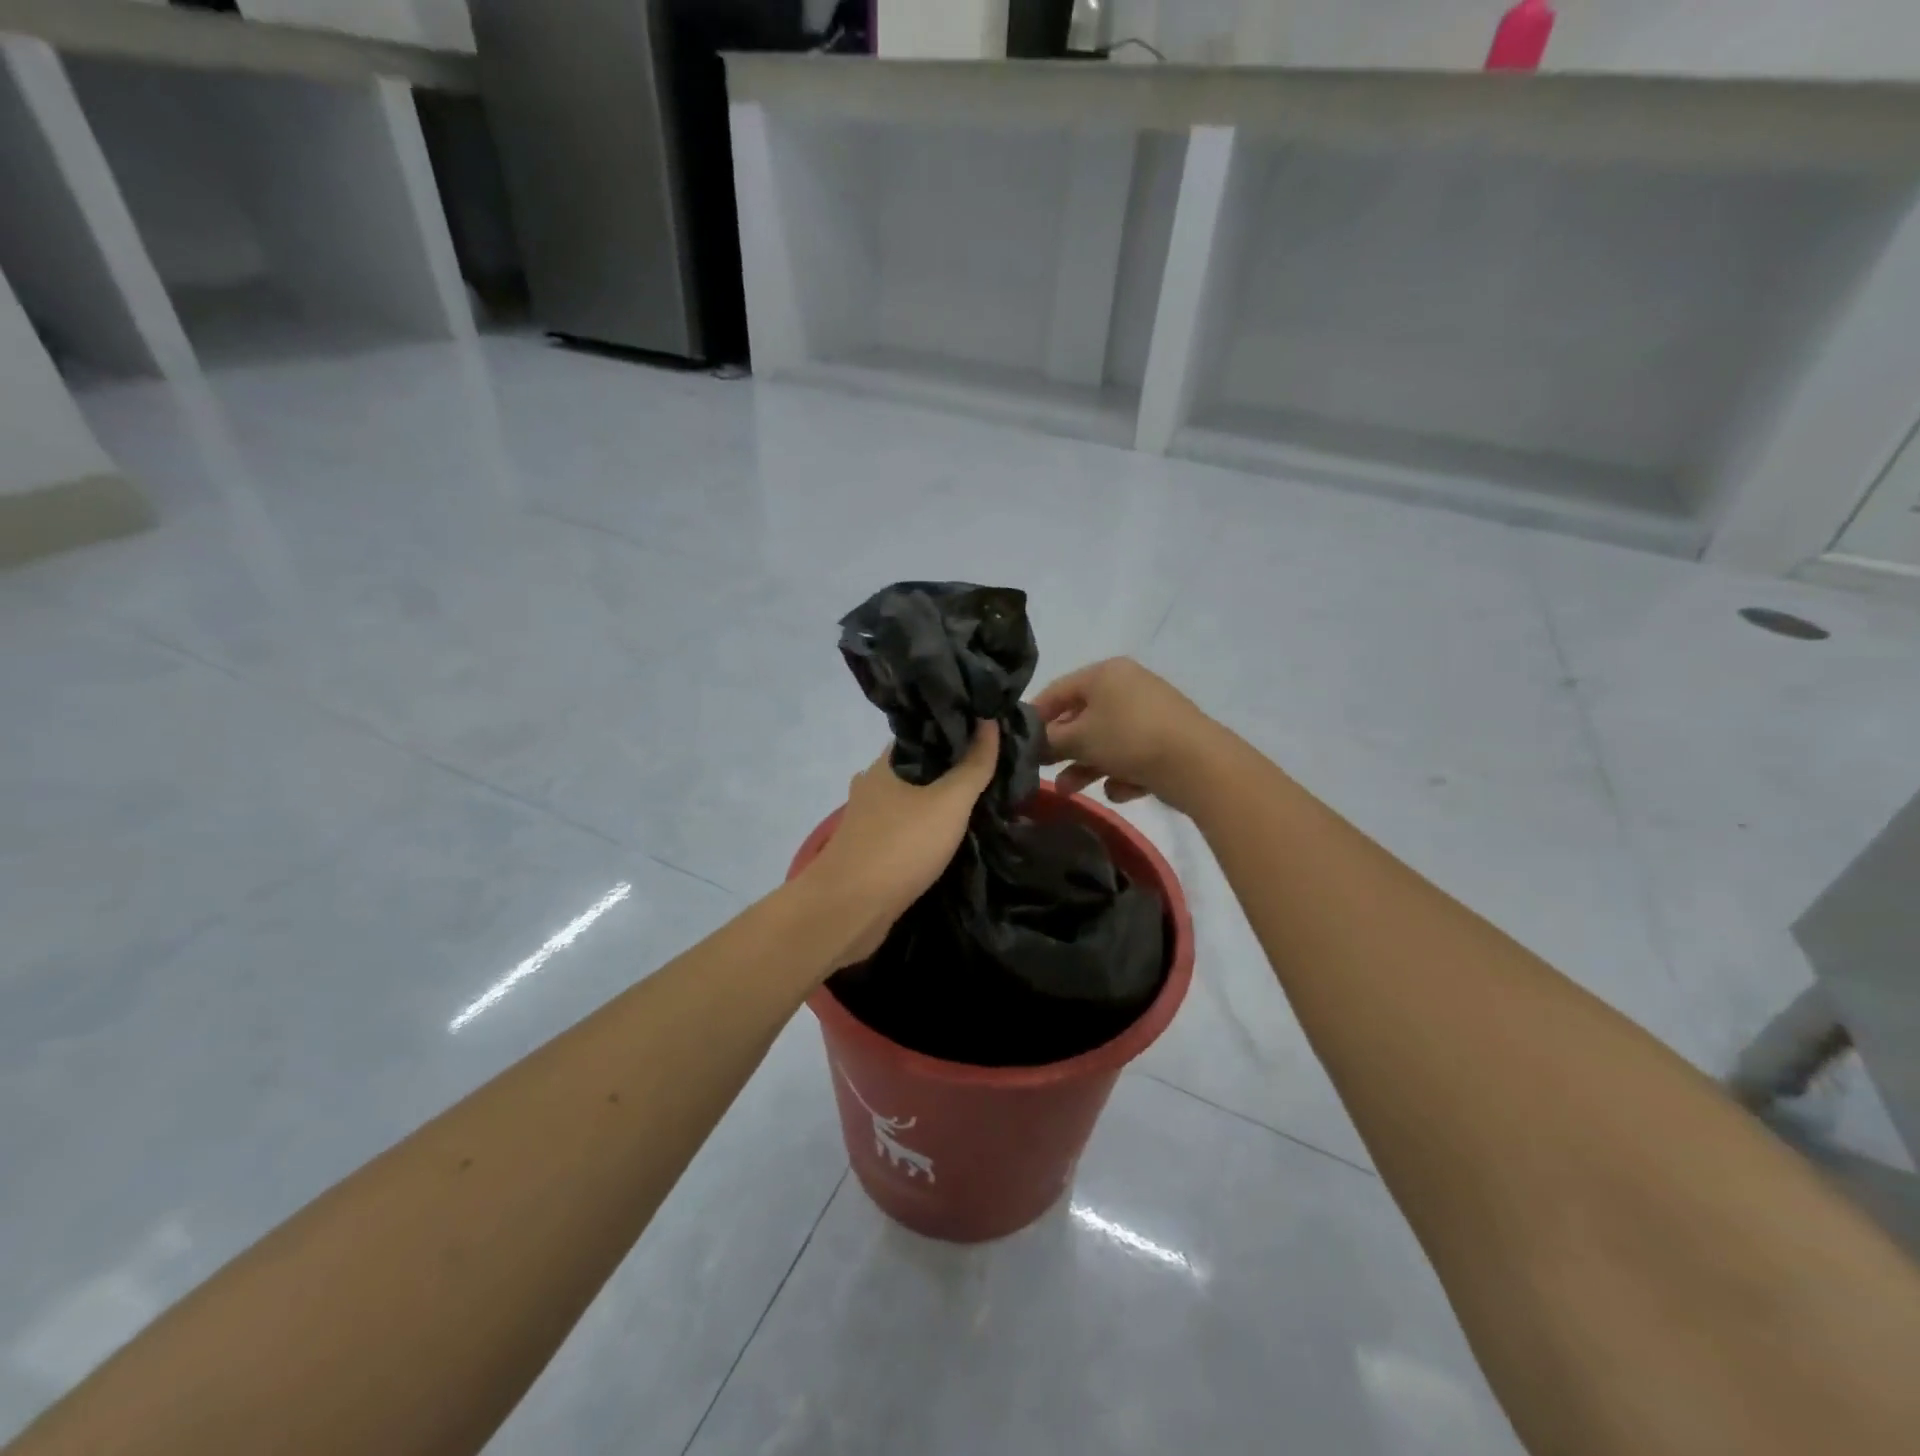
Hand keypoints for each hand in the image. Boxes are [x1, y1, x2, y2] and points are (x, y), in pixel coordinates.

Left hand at [803, 722, 1000, 968]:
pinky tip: (950, 835)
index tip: (990, 733)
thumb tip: (989, 720)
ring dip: (939, 801)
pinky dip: (927, 828)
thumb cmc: (901, 846)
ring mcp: (868, 819)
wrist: (849, 909)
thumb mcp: (949, 801)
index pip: (924, 733)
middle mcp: (872, 784)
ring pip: (911, 799)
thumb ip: (973, 764)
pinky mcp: (870, 850)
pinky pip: (906, 828)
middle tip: (992, 769)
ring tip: (978, 801)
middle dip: (951, 768)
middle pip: (919, 767)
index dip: (957, 730)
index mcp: (886, 763)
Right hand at [1032, 658, 1219, 813]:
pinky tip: (1121, 790)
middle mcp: (1128, 687)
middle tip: (1043, 771)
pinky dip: (1122, 773)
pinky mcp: (1167, 741)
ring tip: (1069, 791)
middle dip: (1062, 749)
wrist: (1198, 764)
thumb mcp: (1079, 738)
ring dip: (1086, 767)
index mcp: (1105, 673)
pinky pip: (1132, 756)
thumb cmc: (1128, 738)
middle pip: (1082, 718)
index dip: (1035, 716)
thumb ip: (1048, 741)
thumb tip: (1030, 744)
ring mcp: (1150, 714)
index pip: (1057, 690)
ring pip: (1106, 741)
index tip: (1019, 742)